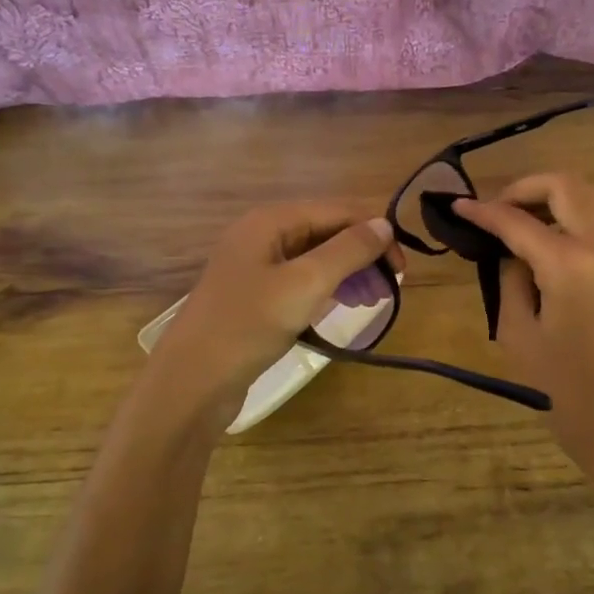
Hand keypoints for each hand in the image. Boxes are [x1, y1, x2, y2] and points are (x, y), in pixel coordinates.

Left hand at [151, 200, 403, 406]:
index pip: (337, 211)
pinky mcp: (254, 297)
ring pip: (315, 259)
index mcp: (271, 220)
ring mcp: (255, 267)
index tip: (402, 269)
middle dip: (361, 256)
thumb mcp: (305, 284)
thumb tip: (385, 224)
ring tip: (370, 302)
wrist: (192, 382)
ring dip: (347, 274)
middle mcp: (262, 234)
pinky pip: (299, 282)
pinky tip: (339, 308)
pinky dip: (325, 291)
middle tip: (389, 290)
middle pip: (326, 232)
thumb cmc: (249, 325)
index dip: (374, 233)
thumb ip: (348, 250)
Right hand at [456, 175, 593, 512]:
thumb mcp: (519, 336)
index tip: (455, 206)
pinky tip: (547, 240)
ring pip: (590, 196)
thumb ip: (510, 282)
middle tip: (494, 210)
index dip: (482, 211)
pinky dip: (572, 214)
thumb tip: (510, 254)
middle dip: (524, 187)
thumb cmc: (566, 392)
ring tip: (518, 220)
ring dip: (552, 196)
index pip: (518, 221)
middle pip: (565, 185)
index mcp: (569, 264)